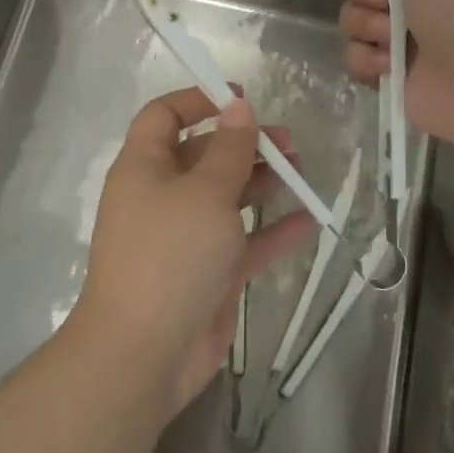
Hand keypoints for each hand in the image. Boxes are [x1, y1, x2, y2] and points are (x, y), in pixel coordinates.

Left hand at [76, 88, 316, 421]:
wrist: (144, 353)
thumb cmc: (170, 255)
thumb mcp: (204, 192)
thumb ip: (229, 149)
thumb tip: (237, 107)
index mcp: (145, 168)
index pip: (164, 117)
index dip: (199, 101)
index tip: (241, 99)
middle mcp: (163, 197)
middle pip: (205, 155)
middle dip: (245, 143)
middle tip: (288, 141)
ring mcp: (187, 238)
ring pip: (228, 198)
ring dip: (263, 182)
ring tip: (302, 170)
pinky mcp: (209, 274)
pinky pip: (245, 243)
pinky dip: (274, 232)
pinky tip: (309, 221)